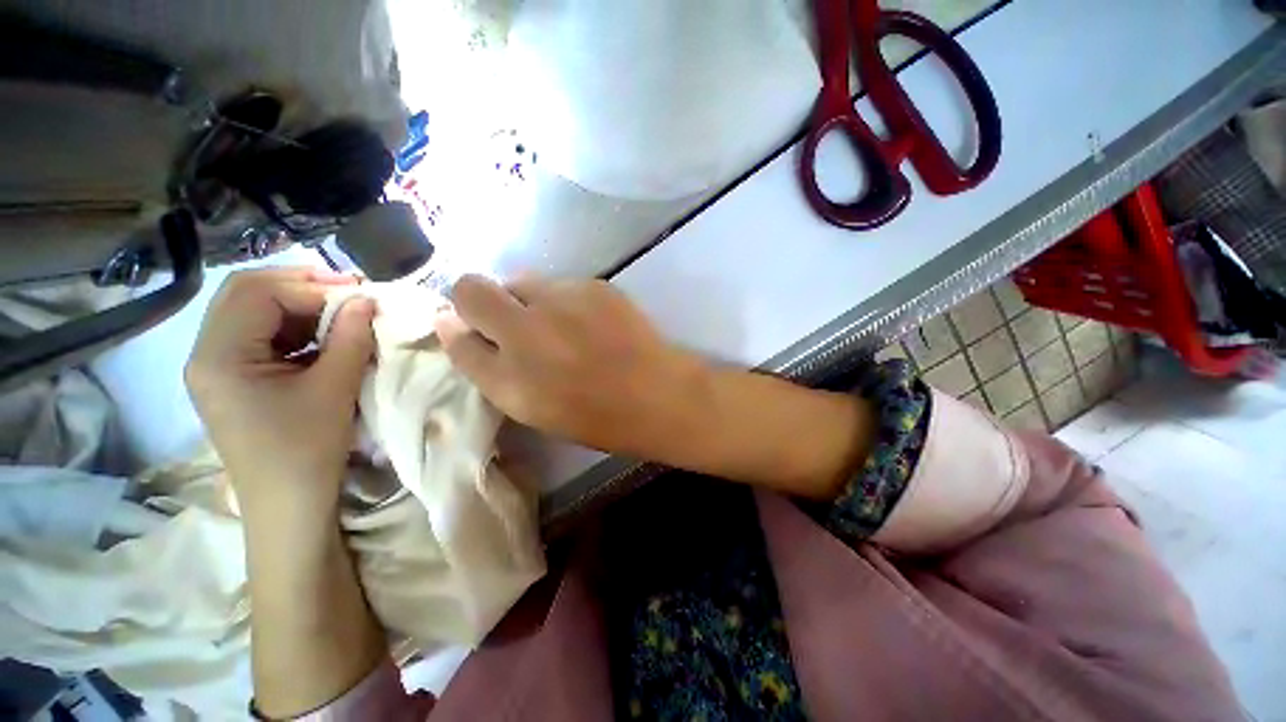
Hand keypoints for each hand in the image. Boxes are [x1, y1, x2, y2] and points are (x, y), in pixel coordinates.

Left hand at [185, 267, 375, 522]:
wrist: (289, 503)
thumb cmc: (307, 448)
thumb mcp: (333, 388)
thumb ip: (350, 337)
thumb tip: (366, 299)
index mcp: (219, 356)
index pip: (256, 293)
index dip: (309, 285)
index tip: (358, 292)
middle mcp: (207, 354)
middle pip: (247, 295)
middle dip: (301, 288)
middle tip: (349, 293)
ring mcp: (218, 368)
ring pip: (255, 314)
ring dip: (300, 309)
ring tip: (343, 315)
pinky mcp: (235, 380)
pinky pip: (263, 338)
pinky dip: (297, 331)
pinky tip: (327, 340)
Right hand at [435, 274, 874, 499]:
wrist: (660, 394)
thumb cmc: (599, 415)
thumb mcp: (535, 409)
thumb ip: (492, 371)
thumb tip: (457, 329)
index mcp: (510, 380)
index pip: (455, 338)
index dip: (457, 330)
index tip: (469, 330)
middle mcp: (527, 334)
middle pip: (470, 290)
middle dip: (476, 300)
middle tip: (508, 321)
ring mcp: (562, 303)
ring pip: (520, 282)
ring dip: (526, 300)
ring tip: (559, 325)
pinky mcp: (593, 286)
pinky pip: (559, 284)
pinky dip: (562, 299)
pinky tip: (588, 321)